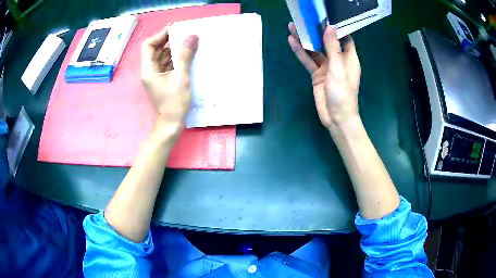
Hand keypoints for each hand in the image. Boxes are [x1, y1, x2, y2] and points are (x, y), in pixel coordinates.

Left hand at [141, 27, 198, 135]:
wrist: (171, 125)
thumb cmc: (174, 103)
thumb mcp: (181, 77)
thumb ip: (185, 56)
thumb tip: (192, 36)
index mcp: (148, 70)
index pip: (148, 45)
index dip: (160, 36)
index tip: (175, 31)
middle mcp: (149, 71)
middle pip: (155, 50)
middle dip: (168, 41)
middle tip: (184, 35)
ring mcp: (154, 77)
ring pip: (161, 57)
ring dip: (172, 50)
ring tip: (188, 44)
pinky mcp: (161, 81)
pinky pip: (166, 65)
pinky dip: (174, 60)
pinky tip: (186, 57)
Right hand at [288, 23, 360, 129]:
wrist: (336, 118)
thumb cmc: (342, 94)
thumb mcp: (338, 69)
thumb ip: (333, 48)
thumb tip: (330, 27)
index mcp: (349, 58)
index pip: (344, 38)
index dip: (335, 28)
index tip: (324, 17)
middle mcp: (338, 60)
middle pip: (326, 42)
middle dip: (315, 31)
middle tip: (304, 18)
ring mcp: (326, 67)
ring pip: (314, 50)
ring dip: (305, 39)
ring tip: (293, 26)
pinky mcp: (317, 75)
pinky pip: (308, 60)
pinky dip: (300, 52)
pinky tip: (292, 41)